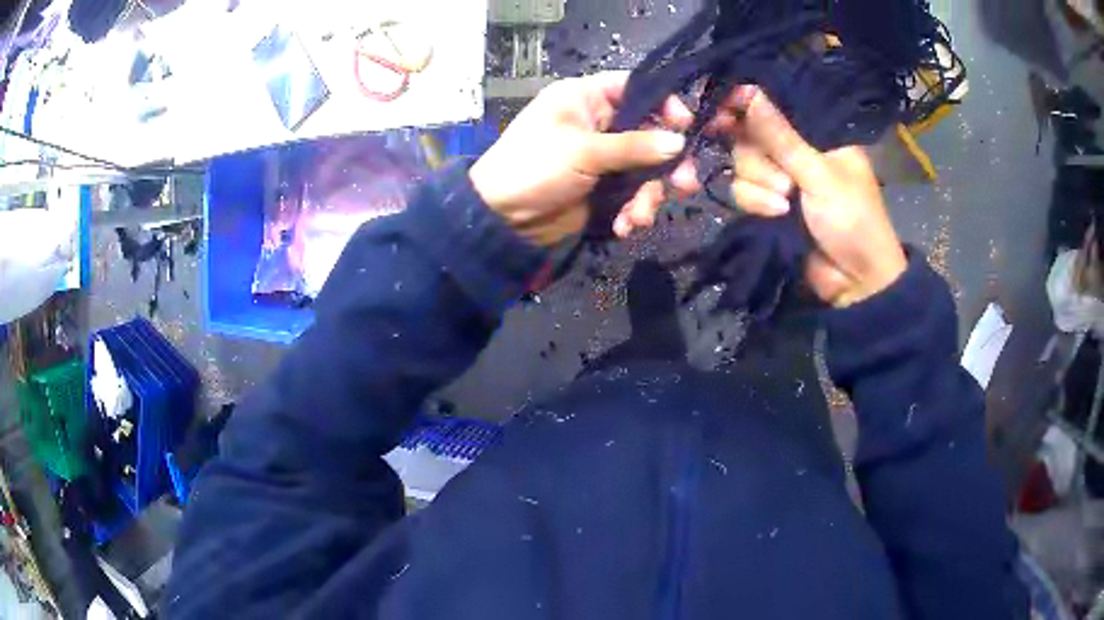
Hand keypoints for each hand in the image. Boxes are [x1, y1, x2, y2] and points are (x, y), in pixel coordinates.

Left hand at [469, 72, 700, 246]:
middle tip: (684, 186)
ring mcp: (602, 157)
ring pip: (645, 169)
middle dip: (667, 163)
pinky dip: (632, 211)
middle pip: (650, 133)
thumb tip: (679, 142)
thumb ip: (633, 146)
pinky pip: (632, 194)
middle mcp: (598, 123)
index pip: (635, 88)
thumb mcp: (583, 151)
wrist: (502, 219)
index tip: (686, 126)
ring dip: (648, 196)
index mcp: (586, 98)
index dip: (664, 103)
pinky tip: (624, 226)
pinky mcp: (602, 188)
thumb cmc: (534, 168)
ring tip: (639, 217)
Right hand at [715, 89, 907, 307]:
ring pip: (743, 163)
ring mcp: (781, 176)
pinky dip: (756, 203)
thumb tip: (748, 90)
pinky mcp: (768, 203)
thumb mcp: (820, 175)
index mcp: (818, 133)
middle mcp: (795, 149)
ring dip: (759, 186)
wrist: (855, 282)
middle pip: (750, 134)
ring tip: (786, 205)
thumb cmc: (852, 220)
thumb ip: (781, 137)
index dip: (746, 105)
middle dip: (760, 160)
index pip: (774, 106)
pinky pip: (743, 190)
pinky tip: (776, 216)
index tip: (722, 110)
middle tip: (785, 182)